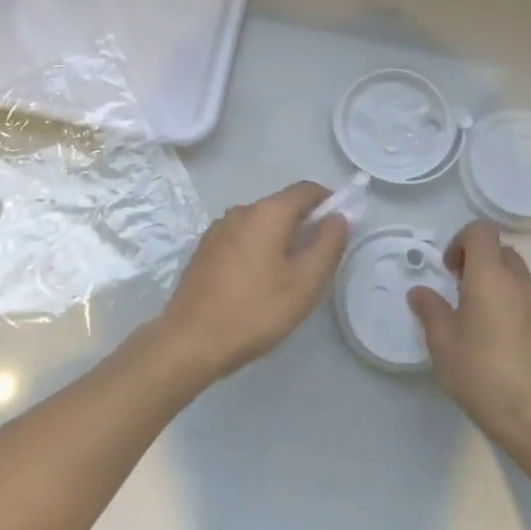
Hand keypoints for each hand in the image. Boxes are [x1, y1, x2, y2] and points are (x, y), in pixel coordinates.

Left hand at [154, 182, 349, 385]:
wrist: (191, 340)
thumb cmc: (255, 310)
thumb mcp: (305, 282)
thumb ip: (328, 244)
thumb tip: (338, 217)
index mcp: (267, 212)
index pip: (306, 190)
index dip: (328, 201)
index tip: (339, 227)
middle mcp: (240, 211)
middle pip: (281, 206)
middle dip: (303, 225)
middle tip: (316, 262)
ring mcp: (218, 229)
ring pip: (260, 224)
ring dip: (278, 240)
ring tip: (287, 278)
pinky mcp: (204, 249)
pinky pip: (241, 239)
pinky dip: (256, 250)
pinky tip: (256, 283)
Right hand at [410, 221, 530, 469]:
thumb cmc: (483, 376)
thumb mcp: (443, 345)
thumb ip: (430, 310)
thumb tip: (420, 292)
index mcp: (490, 277)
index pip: (481, 230)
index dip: (461, 241)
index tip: (450, 271)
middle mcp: (522, 282)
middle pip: (501, 251)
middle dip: (479, 263)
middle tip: (461, 294)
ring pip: (519, 278)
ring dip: (499, 286)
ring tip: (483, 323)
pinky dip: (517, 308)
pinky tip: (506, 345)